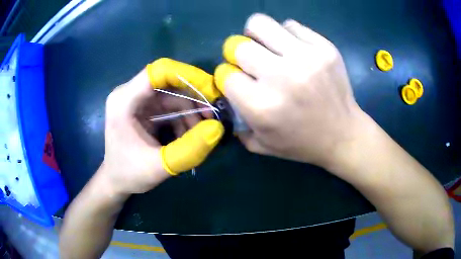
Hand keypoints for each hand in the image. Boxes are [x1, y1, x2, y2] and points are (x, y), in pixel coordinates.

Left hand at [100, 59, 223, 195]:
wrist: (117, 181)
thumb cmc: (129, 174)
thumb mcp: (159, 166)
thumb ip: (188, 149)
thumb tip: (217, 128)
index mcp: (124, 100)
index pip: (158, 72)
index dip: (187, 75)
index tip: (212, 91)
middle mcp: (129, 93)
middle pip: (169, 83)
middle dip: (194, 99)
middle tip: (213, 117)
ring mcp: (137, 101)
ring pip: (173, 96)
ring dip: (191, 113)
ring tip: (202, 134)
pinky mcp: (144, 109)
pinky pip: (170, 107)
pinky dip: (184, 119)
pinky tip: (190, 136)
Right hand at [214, 14, 364, 168]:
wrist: (343, 135)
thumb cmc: (302, 144)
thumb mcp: (261, 145)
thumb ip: (237, 121)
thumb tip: (225, 91)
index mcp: (262, 106)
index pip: (225, 74)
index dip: (227, 76)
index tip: (238, 80)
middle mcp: (281, 77)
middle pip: (238, 45)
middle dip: (237, 53)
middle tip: (251, 61)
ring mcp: (306, 57)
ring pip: (261, 23)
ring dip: (257, 34)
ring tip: (267, 46)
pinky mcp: (324, 47)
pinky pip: (291, 25)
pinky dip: (286, 35)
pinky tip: (294, 50)